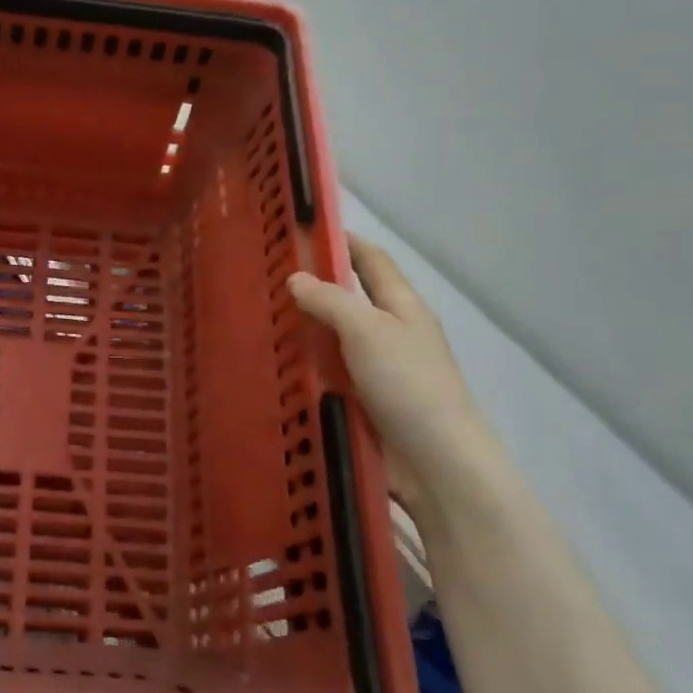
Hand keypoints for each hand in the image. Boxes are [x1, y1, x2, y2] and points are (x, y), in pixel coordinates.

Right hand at [288, 235, 494, 510]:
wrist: (436, 463)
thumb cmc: (409, 384)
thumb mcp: (369, 331)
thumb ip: (332, 301)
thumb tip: (296, 278)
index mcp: (401, 307)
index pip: (371, 260)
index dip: (343, 240)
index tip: (304, 228)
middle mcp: (389, 333)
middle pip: (348, 299)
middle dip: (312, 286)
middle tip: (263, 277)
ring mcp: (375, 371)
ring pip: (332, 339)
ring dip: (302, 330)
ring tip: (256, 319)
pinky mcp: (361, 403)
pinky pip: (326, 375)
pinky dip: (302, 367)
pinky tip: (271, 366)